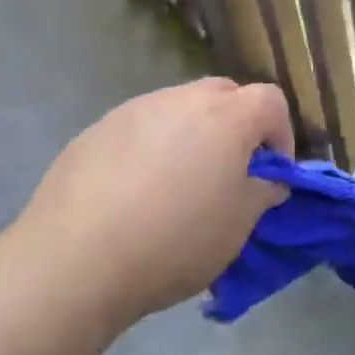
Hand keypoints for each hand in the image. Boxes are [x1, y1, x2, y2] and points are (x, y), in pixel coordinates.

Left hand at [19, 78, 293, 322]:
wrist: (74, 261)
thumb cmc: (173, 241)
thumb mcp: (237, 227)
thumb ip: (262, 193)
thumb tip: (268, 179)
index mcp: (227, 117)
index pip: (271, 101)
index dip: (280, 133)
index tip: (271, 172)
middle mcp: (184, 99)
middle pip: (225, 94)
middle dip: (237, 124)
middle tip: (228, 170)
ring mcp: (137, 109)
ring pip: (180, 107)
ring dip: (191, 133)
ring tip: (176, 183)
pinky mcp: (98, 128)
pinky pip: (140, 127)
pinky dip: (150, 147)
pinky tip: (133, 192)